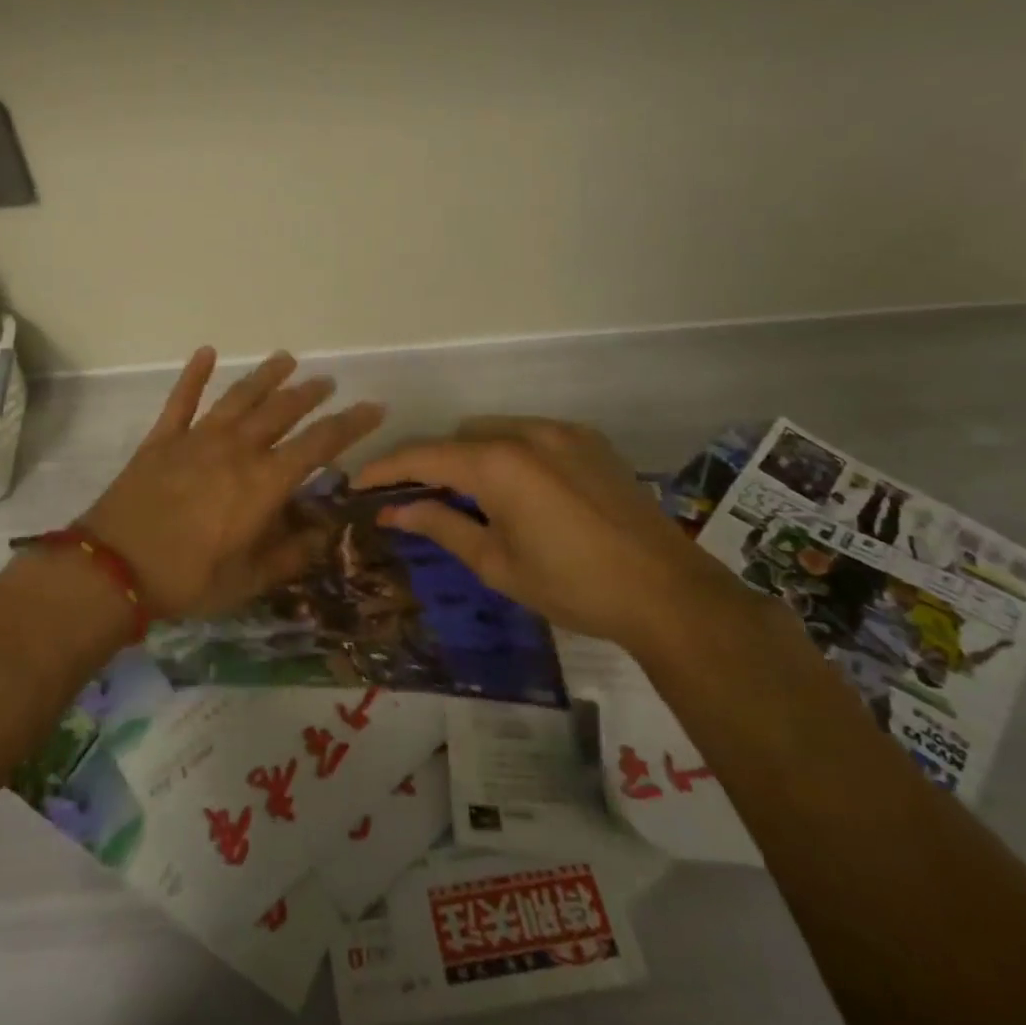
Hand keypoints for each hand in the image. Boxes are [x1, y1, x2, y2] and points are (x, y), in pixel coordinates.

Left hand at [80, 348, 384, 619]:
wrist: (113, 568)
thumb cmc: (188, 579)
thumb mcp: (250, 579)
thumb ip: (291, 553)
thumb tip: (325, 530)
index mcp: (264, 482)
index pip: (320, 444)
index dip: (351, 424)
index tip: (374, 407)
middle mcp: (237, 449)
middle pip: (282, 411)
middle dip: (309, 394)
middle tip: (327, 382)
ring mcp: (197, 439)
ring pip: (240, 397)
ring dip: (265, 376)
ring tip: (285, 359)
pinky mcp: (162, 439)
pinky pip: (182, 399)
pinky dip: (194, 374)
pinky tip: (206, 352)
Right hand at [355, 417, 736, 649]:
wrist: (667, 593)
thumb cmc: (571, 585)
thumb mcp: (496, 563)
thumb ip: (441, 525)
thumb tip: (393, 510)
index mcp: (497, 464)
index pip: (423, 456)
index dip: (385, 469)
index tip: (358, 483)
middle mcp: (525, 433)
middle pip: (457, 438)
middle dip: (431, 465)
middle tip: (419, 501)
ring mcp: (562, 432)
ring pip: (493, 430)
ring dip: (471, 456)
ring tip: (473, 499)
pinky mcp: (590, 441)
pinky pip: (531, 434)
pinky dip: (510, 453)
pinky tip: (522, 491)